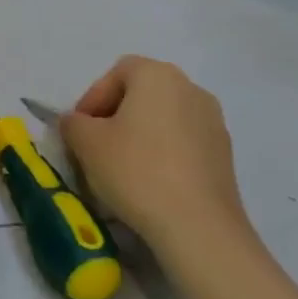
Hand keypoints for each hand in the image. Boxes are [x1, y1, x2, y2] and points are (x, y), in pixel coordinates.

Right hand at [59, 56, 258, 269]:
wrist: (198, 226)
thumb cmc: (136, 170)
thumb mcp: (86, 143)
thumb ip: (73, 124)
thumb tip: (76, 123)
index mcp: (157, 75)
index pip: (116, 73)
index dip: (92, 98)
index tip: (80, 129)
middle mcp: (190, 88)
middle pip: (142, 94)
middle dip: (115, 116)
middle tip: (96, 146)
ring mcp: (213, 122)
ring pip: (163, 119)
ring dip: (139, 136)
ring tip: (121, 169)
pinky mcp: (225, 155)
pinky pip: (183, 143)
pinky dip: (163, 154)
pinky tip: (150, 184)